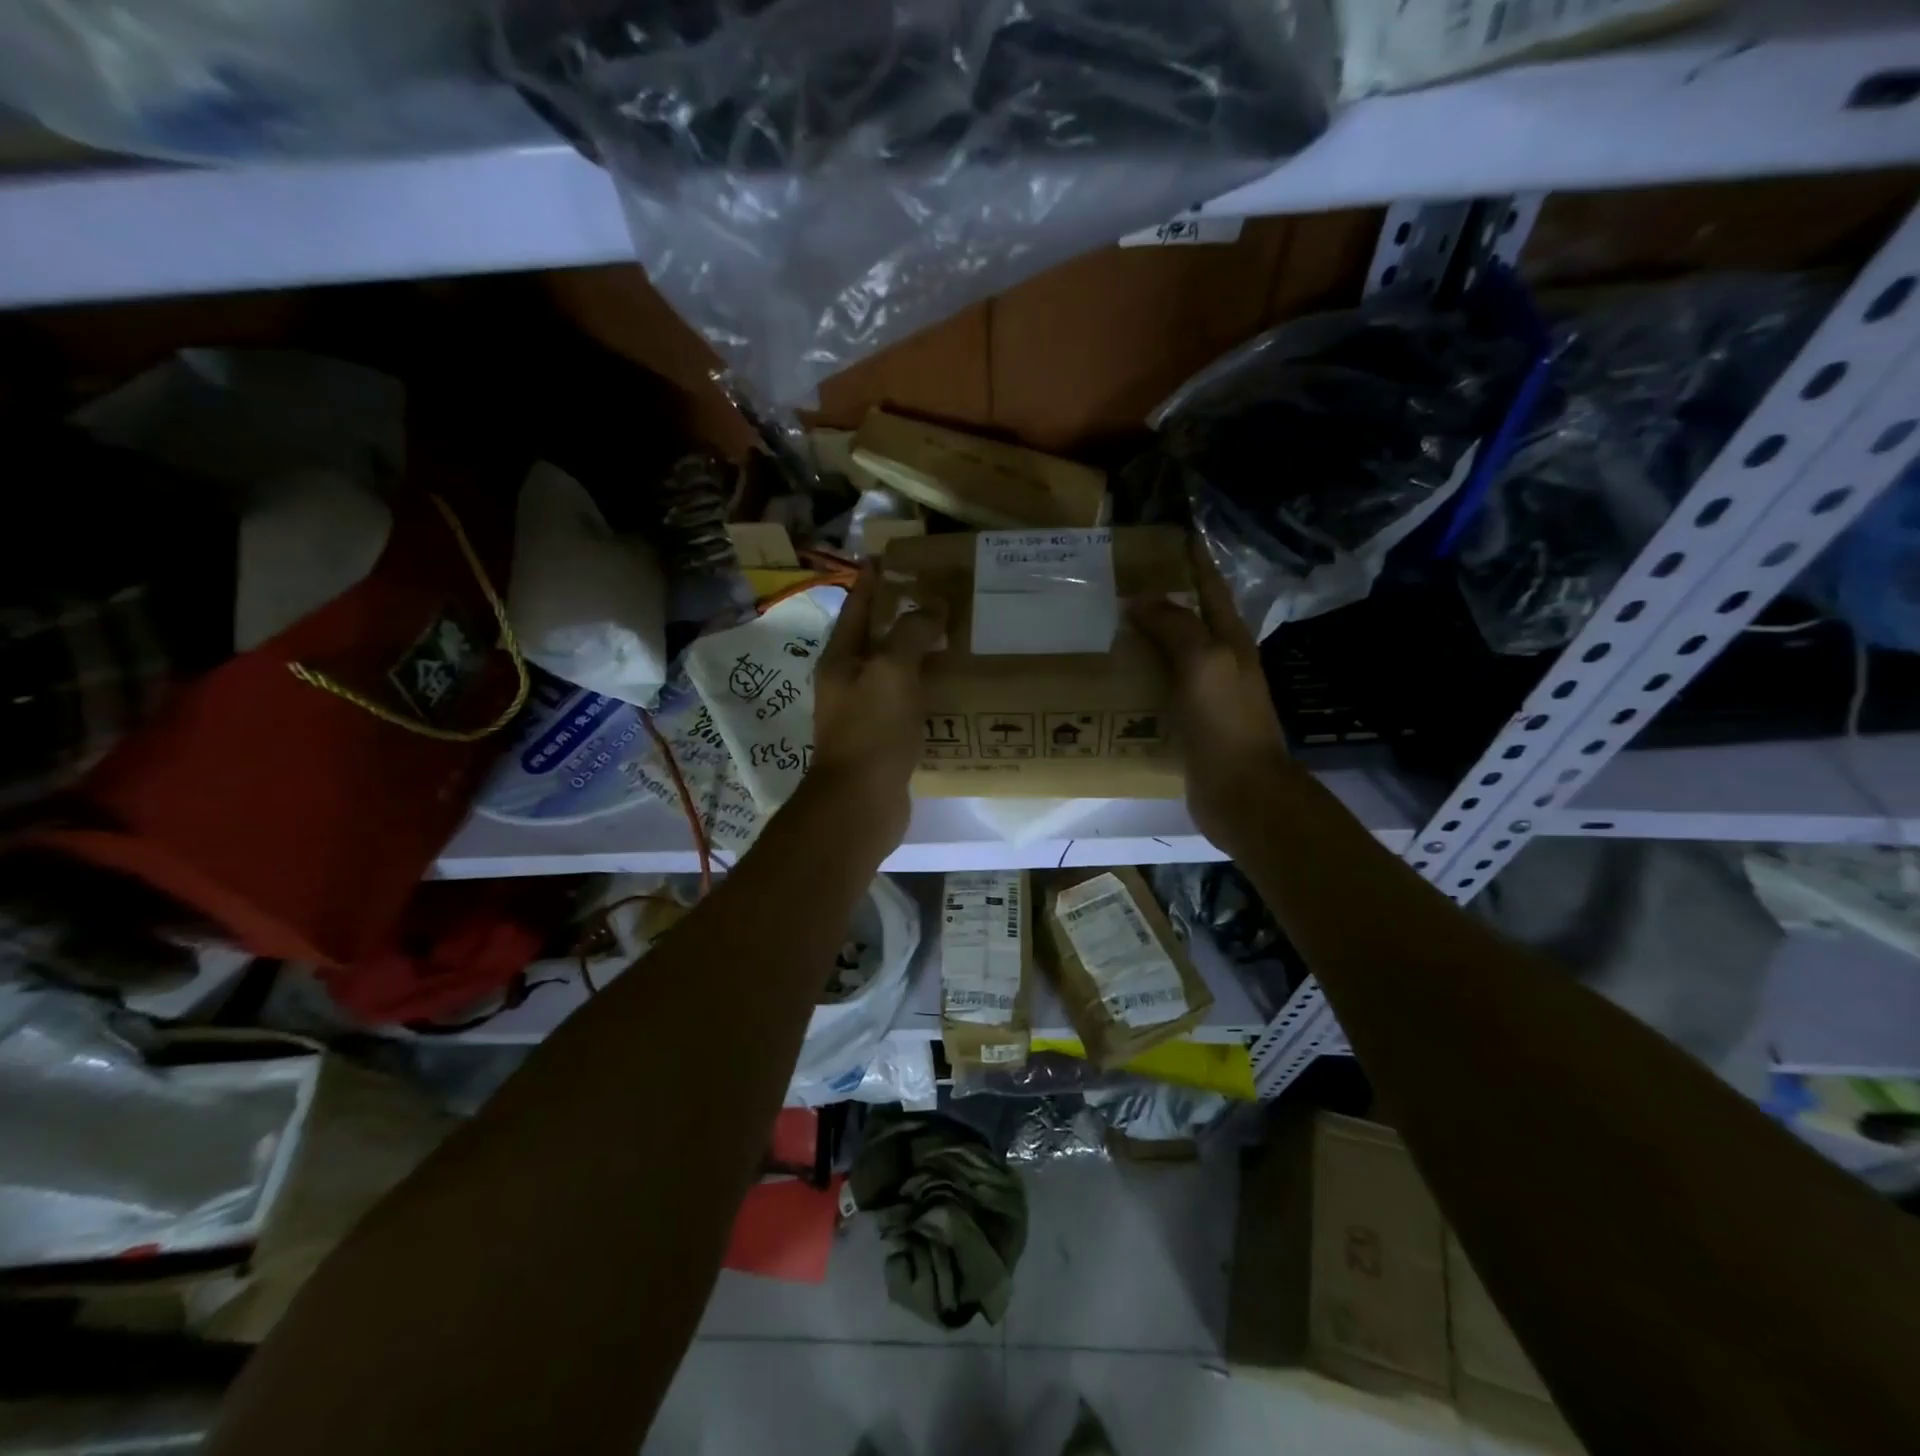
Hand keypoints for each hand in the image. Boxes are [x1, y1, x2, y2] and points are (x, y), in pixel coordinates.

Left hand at [804, 564, 946, 848]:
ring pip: (895, 673)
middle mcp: (848, 682)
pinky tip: (954, 688)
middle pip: (877, 639)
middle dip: (904, 617)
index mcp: (841, 658)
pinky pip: (908, 704)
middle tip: (941, 597)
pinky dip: (928, 691)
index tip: (894, 556)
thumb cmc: (871, 730)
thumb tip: (932, 608)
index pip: (858, 606)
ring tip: (955, 638)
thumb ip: (911, 632)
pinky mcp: (884, 740)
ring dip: (920, 656)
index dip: (874, 580)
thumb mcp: (891, 670)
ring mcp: (865, 713)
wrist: (862, 802)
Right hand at [1129, 542, 1291, 854]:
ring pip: (1170, 655)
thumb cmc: (1226, 722)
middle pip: (1188, 618)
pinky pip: (1159, 690)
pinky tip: (1110, 679)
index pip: (1210, 586)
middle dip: (1158, 598)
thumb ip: (1175, 626)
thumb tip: (1141, 599)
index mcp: (1229, 639)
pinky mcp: (1188, 723)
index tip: (1164, 536)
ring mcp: (1204, 694)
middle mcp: (1219, 661)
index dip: (1192, 559)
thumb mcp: (1204, 662)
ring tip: (1101, 626)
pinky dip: (1137, 678)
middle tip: (1114, 583)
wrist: (1242, 792)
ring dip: (1142, 639)